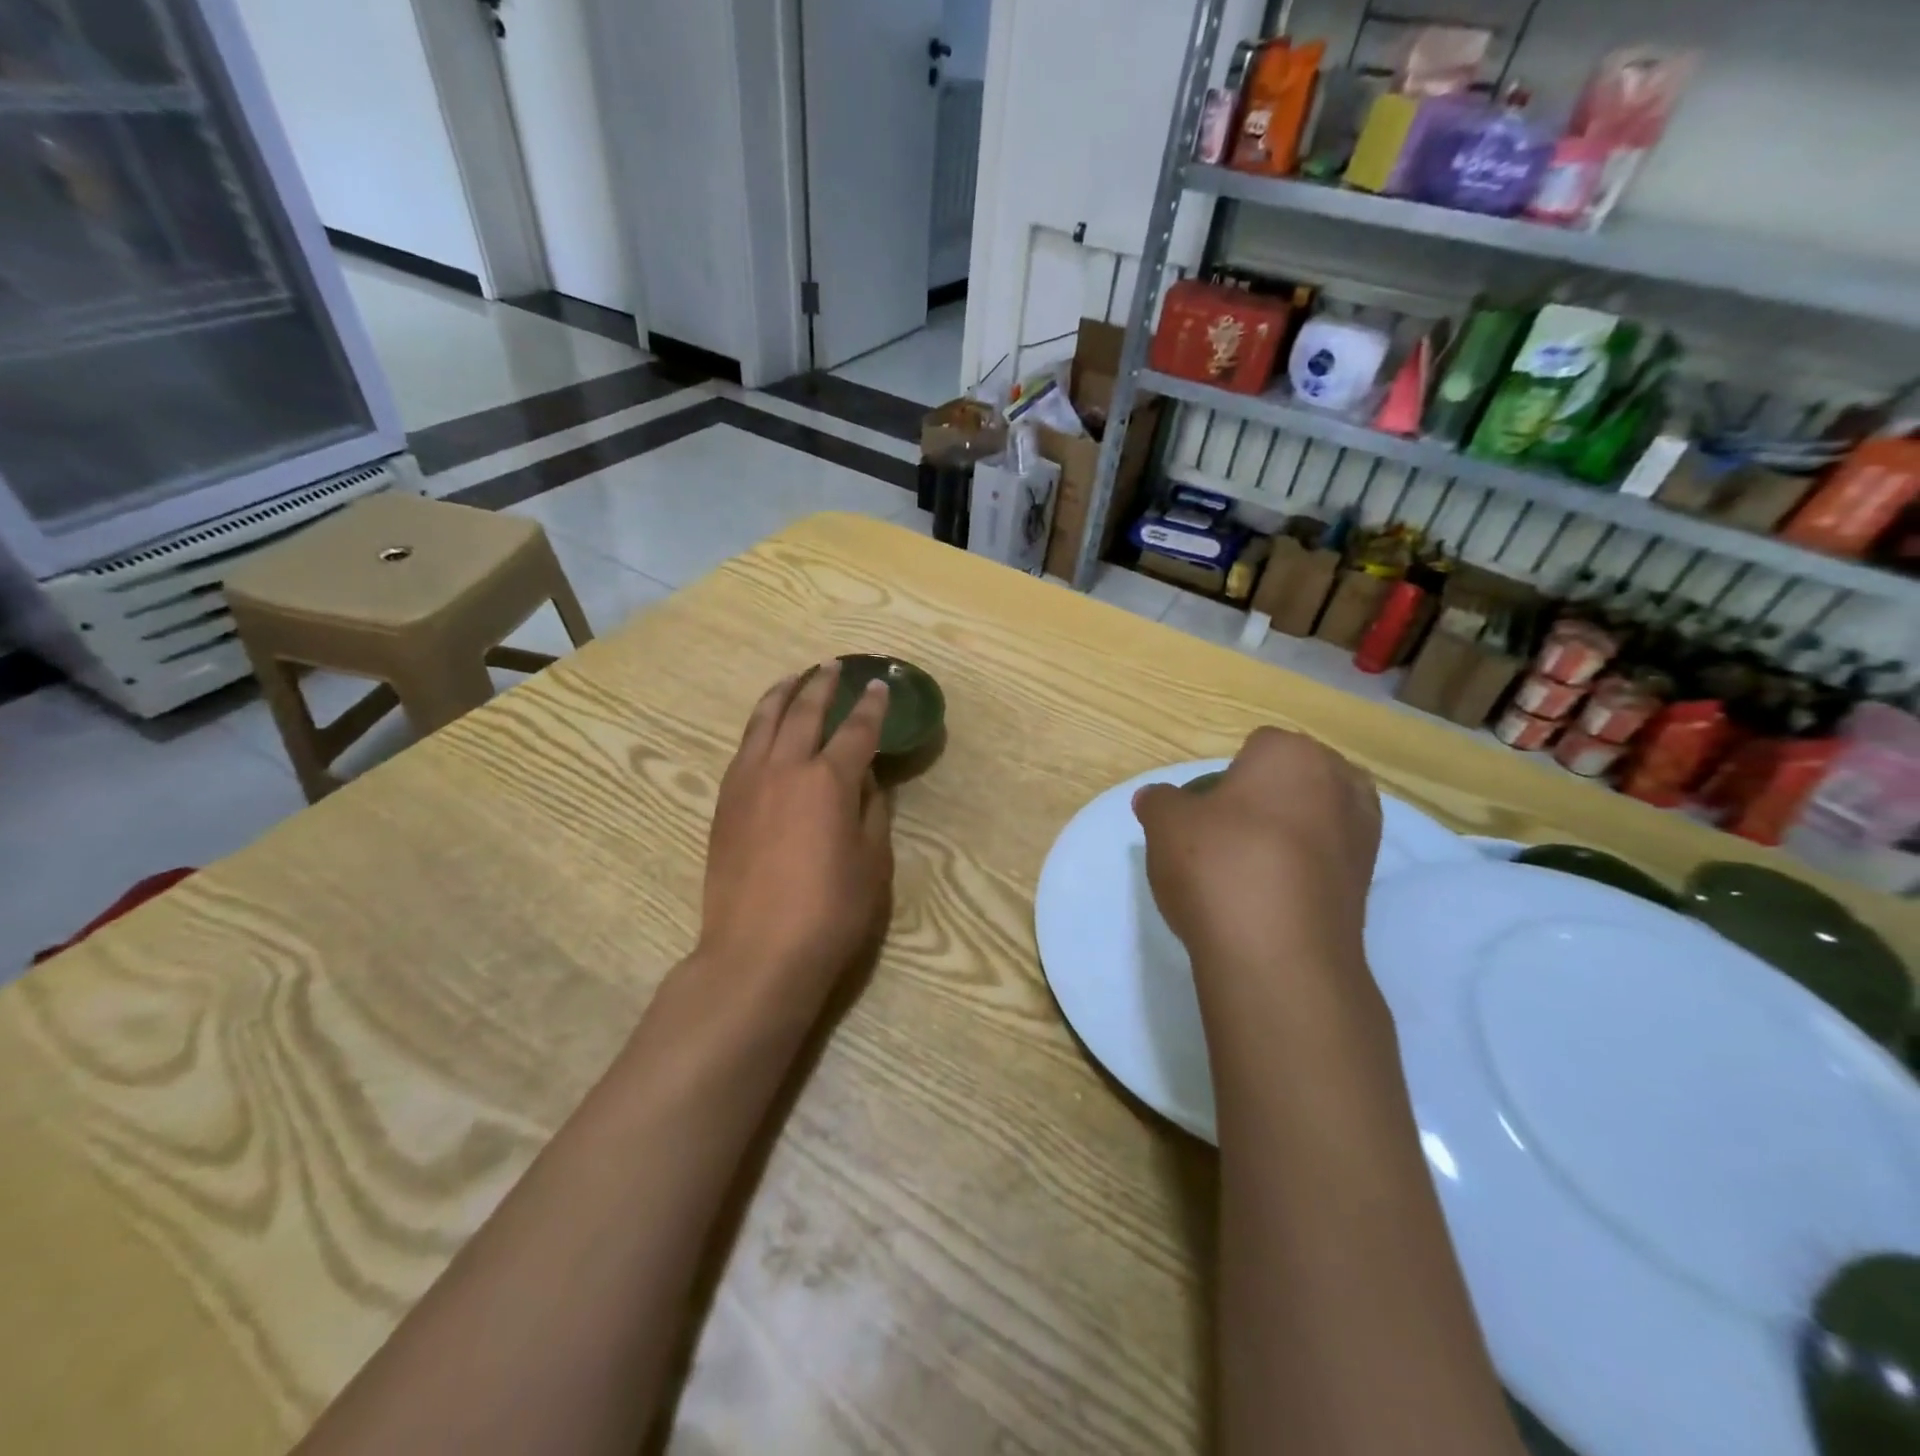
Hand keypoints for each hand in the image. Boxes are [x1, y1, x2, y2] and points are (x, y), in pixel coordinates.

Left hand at [696, 663, 893, 1008]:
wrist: (757, 952)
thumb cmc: (830, 911)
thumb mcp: (872, 862)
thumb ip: (872, 811)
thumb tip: (867, 779)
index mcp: (829, 780)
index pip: (856, 730)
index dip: (872, 706)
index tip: (880, 685)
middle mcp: (786, 768)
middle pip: (804, 712)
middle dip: (821, 685)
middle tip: (833, 666)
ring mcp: (747, 782)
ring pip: (763, 722)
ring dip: (782, 694)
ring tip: (794, 678)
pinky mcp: (724, 803)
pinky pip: (743, 748)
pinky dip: (758, 726)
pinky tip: (765, 728)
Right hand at [1132, 727, 1382, 989]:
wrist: (1278, 955)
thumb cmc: (1220, 865)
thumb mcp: (1165, 824)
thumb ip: (1159, 801)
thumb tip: (1156, 799)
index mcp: (1293, 753)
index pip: (1254, 748)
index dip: (1222, 779)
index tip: (1201, 814)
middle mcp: (1340, 783)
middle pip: (1290, 781)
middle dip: (1261, 801)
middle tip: (1222, 837)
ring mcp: (1362, 835)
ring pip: (1312, 820)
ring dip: (1286, 835)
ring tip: (1247, 870)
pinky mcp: (1367, 885)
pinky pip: (1324, 861)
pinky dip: (1301, 871)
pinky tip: (1269, 897)